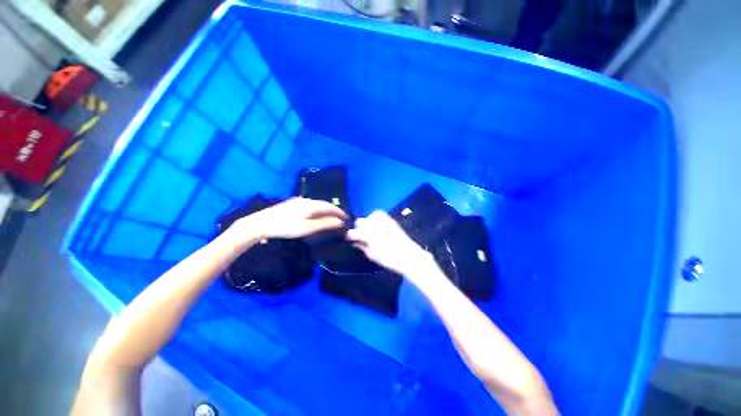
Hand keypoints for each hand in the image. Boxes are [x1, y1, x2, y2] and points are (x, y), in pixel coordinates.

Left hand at [238, 197, 347, 239]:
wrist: (261, 224)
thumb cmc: (286, 227)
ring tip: (330, 217)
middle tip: (340, 218)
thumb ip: (325, 224)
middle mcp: (306, 200)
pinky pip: (310, 205)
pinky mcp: (292, 204)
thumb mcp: (307, 228)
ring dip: (325, 210)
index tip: (347, 218)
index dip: (339, 212)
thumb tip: (340, 222)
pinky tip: (316, 215)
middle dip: (333, 210)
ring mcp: (298, 201)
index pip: (330, 206)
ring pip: (317, 204)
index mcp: (311, 205)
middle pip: (324, 204)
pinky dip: (317, 210)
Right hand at [346, 211, 432, 276]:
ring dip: (368, 223)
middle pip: (360, 221)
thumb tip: (355, 242)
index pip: (353, 232)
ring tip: (371, 232)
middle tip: (362, 237)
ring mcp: (382, 219)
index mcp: (367, 233)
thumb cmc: (388, 258)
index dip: (351, 236)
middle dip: (359, 229)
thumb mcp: (371, 255)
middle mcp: (373, 223)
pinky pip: (379, 215)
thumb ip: (361, 246)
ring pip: (369, 217)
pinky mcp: (390, 219)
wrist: (408, 254)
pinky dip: (376, 220)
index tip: (351, 240)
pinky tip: (378, 228)